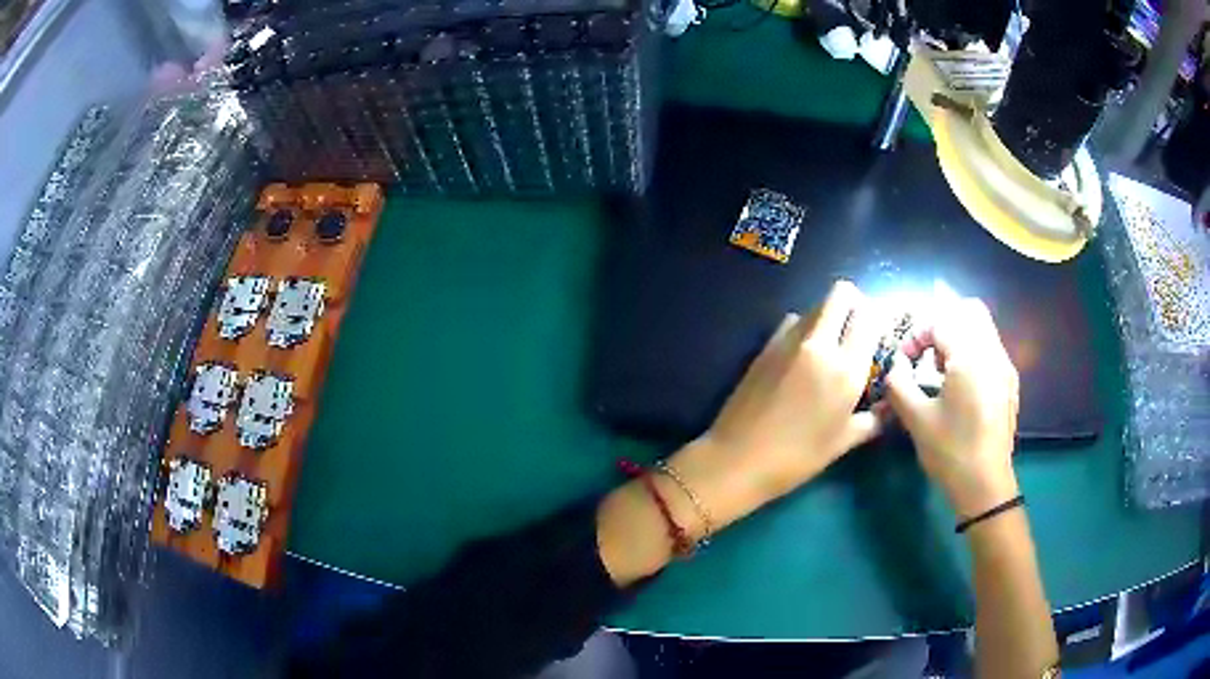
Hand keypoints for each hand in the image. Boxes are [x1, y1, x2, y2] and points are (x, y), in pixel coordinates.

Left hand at [598, 281, 885, 584]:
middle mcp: (819, 344)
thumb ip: (872, 419)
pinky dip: (803, 328)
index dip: (876, 322)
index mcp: (846, 369)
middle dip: (853, 304)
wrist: (737, 459)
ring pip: (816, 305)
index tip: (875, 338)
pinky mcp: (765, 345)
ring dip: (828, 316)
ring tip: (829, 346)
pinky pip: (792, 322)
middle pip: (841, 294)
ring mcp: (788, 340)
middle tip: (855, 330)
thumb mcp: (842, 443)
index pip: (869, 318)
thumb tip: (888, 407)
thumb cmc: (796, 458)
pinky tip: (801, 356)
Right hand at [883, 297, 1019, 517]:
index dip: (916, 335)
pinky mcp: (1010, 384)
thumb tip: (894, 365)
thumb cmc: (950, 452)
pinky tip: (960, 386)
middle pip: (969, 311)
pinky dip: (972, 352)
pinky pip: (991, 349)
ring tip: (940, 370)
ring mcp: (1005, 368)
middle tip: (925, 352)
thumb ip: (899, 383)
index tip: (902, 361)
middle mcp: (993, 353)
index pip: (940, 322)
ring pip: (983, 328)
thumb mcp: (916, 419)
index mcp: (971, 357)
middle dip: (942, 324)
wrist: (985, 486)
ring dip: (958, 337)